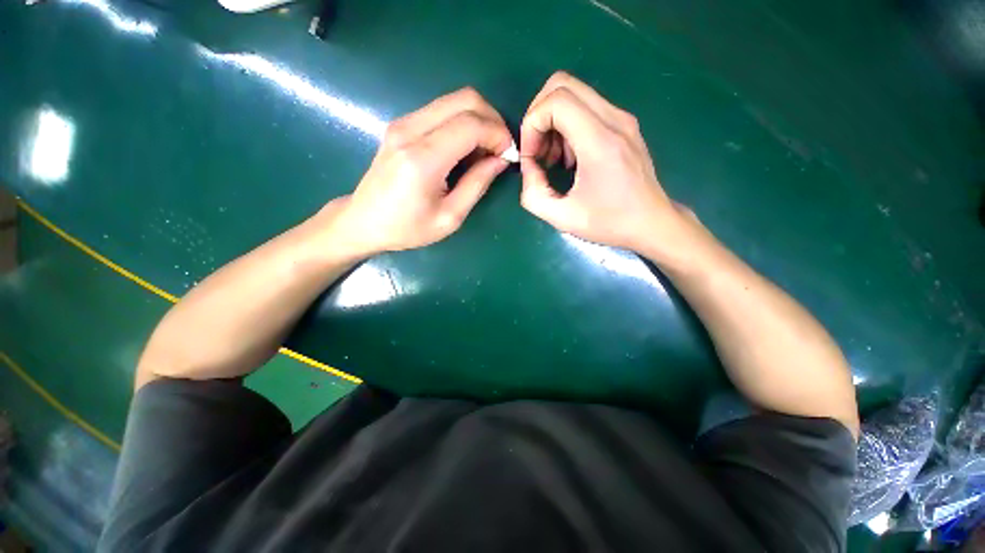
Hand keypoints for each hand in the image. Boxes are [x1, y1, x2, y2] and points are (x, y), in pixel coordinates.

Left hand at [327, 87, 513, 256]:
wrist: (364, 221)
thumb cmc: (408, 228)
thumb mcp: (450, 217)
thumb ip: (477, 184)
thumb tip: (501, 159)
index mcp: (423, 159)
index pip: (471, 124)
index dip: (498, 134)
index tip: (508, 155)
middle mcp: (410, 130)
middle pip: (465, 99)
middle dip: (492, 120)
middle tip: (500, 149)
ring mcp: (403, 123)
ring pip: (454, 100)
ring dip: (478, 120)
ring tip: (484, 151)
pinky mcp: (401, 124)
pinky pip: (441, 110)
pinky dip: (462, 122)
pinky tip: (465, 148)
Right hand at [519, 72, 689, 254]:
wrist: (652, 224)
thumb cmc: (609, 223)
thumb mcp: (562, 218)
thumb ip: (533, 194)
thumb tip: (528, 167)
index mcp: (600, 142)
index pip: (556, 101)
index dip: (532, 124)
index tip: (530, 156)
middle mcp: (614, 120)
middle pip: (563, 84)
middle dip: (538, 115)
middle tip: (536, 149)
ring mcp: (622, 119)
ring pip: (574, 93)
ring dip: (553, 121)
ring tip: (553, 158)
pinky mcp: (625, 125)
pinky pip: (587, 107)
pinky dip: (568, 125)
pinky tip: (570, 157)